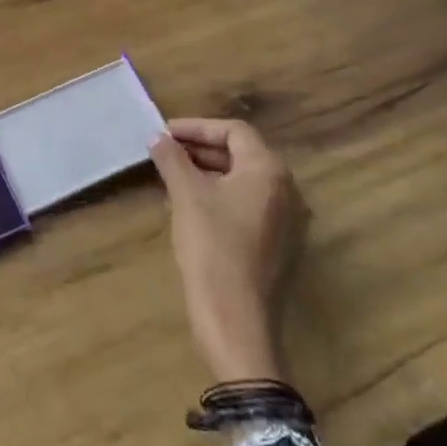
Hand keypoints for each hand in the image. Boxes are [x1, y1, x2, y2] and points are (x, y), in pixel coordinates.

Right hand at [149, 118, 307, 385]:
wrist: (236, 318)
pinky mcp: (280, 244)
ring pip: (246, 180)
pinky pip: (250, 204)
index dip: (197, 127)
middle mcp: (287, 189)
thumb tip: (158, 138)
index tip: (164, 133)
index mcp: (269, 171)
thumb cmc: (212, 247)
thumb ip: (172, 159)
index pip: (234, 131)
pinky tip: (192, 206)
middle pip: (243, 154)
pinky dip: (222, 195)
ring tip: (173, 176)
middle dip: (202, 149)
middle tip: (165, 151)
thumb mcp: (186, 196)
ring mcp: (288, 219)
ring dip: (210, 172)